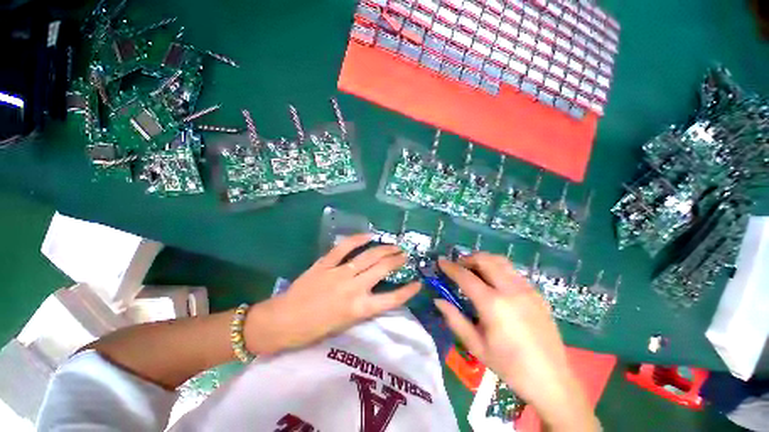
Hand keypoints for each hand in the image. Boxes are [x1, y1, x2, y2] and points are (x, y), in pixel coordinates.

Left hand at [245, 233, 420, 354]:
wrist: (282, 322)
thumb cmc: (312, 330)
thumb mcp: (343, 325)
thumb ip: (361, 308)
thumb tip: (375, 294)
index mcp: (358, 309)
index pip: (391, 300)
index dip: (407, 291)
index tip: (417, 284)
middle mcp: (353, 289)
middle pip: (382, 270)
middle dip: (397, 261)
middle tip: (405, 255)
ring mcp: (339, 273)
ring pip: (368, 257)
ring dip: (384, 249)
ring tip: (394, 245)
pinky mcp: (325, 264)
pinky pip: (344, 248)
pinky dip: (357, 239)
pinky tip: (369, 235)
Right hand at [435, 253, 598, 431]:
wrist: (552, 380)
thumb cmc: (509, 366)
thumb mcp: (476, 346)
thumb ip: (454, 319)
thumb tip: (438, 300)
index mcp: (493, 304)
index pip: (465, 276)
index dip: (450, 267)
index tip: (440, 262)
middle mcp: (510, 290)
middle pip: (485, 260)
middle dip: (468, 258)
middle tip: (458, 266)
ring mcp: (527, 289)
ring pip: (501, 261)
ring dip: (484, 260)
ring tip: (474, 270)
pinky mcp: (537, 293)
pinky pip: (513, 272)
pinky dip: (498, 269)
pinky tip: (494, 283)